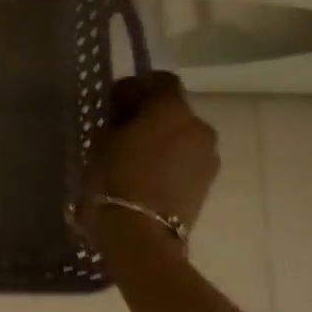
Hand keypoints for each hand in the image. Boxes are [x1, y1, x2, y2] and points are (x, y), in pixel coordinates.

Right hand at [76, 72, 218, 247]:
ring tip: (136, 157)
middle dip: (151, 114)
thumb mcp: (102, 139)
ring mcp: (209, 154)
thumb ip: (117, 117)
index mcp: (171, 108)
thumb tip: (126, 111)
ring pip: (183, 135)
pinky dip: (171, 159)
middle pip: (174, 109)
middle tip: (123, 130)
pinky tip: (149, 175)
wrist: (140, 231)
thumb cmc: (114, 177)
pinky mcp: (209, 180)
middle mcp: (199, 125)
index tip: (117, 102)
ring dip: (163, 138)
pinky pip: (188, 158)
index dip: (139, 86)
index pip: (161, 80)